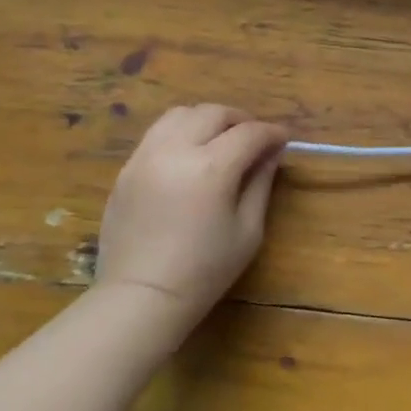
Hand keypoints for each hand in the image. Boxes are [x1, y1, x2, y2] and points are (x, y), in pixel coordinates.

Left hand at [95, 105, 287, 328]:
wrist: (141, 297)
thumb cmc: (204, 270)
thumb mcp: (248, 230)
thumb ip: (261, 183)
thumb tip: (271, 154)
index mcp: (211, 168)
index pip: (249, 133)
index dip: (272, 133)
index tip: (283, 140)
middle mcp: (175, 151)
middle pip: (213, 113)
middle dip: (240, 120)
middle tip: (254, 139)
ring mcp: (144, 157)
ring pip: (179, 115)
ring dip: (206, 120)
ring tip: (219, 140)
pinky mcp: (126, 170)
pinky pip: (156, 135)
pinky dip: (180, 134)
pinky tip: (190, 157)